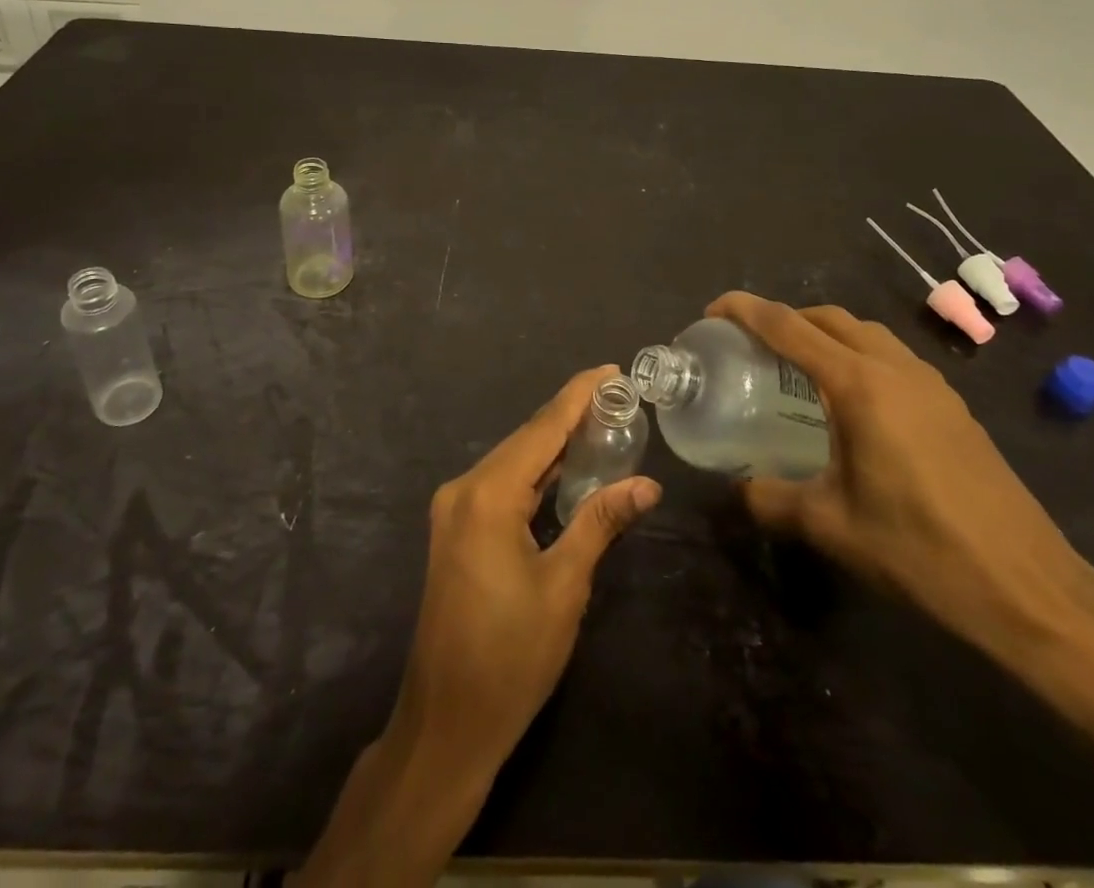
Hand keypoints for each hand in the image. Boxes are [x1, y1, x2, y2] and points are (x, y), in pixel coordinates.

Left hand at [297, 366, 660, 887]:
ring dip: (553, 444)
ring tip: (601, 422)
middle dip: (570, 416)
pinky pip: (501, 485)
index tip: (611, 370)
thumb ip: (600, 522)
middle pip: (526, 440)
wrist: (446, 723)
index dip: (578, 396)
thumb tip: (647, 483)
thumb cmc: (510, 657)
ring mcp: (454, 509)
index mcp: (488, 494)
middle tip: (618, 397)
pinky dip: (534, 473)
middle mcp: (464, 488)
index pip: (542, 429)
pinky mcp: (456, 530)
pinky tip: (564, 467)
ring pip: (512, 461)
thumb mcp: (565, 586)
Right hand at [708, 292, 1090, 661]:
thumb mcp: (830, 528)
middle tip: (750, 343)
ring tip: (795, 366)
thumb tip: (737, 489)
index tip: (714, 309)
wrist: (1031, 590)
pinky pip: (891, 357)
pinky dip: (857, 355)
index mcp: (859, 385)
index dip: (746, 310)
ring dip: (825, 333)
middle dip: (785, 318)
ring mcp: (931, 385)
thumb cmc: (921, 551)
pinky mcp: (953, 407)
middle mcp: (895, 369)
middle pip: (829, 318)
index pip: (789, 327)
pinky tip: (850, 401)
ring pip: (866, 333)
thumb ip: (771, 500)